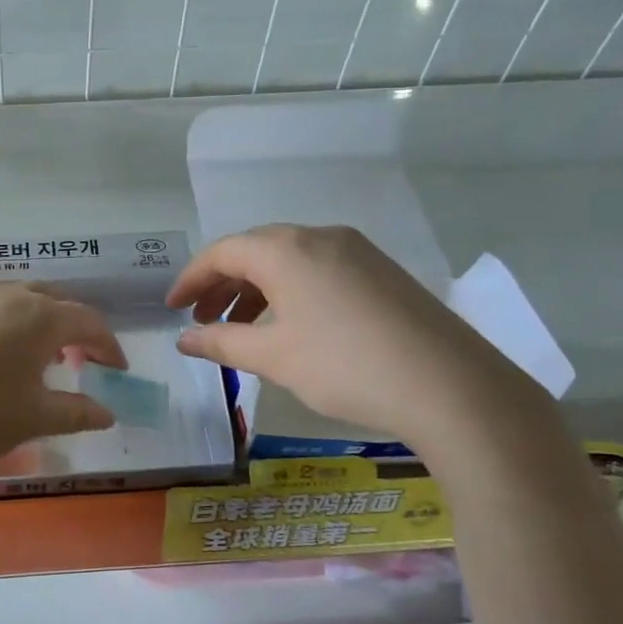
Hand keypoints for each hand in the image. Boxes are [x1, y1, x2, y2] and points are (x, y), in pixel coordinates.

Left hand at [0, 283, 123, 479]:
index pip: (89, 321)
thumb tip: (107, 414)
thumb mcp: (35, 418)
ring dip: (43, 323)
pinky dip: (11, 324)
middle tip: (82, 361)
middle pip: (57, 301)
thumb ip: (78, 412)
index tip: (118, 370)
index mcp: (41, 316)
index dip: (109, 345)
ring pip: (22, 299)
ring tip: (41, 358)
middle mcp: (10, 295)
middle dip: (77, 328)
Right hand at [167, 224, 544, 447]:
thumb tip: (184, 341)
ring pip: (289, 260)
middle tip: (202, 319)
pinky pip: (319, 269)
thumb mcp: (273, 357)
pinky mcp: (381, 272)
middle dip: (222, 283)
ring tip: (241, 327)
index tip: (172, 309)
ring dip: (256, 289)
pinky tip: (290, 326)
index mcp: (286, 249)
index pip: (223, 252)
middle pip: (255, 250)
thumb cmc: (344, 366)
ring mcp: (357, 251)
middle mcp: (320, 237)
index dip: (191, 279)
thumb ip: (222, 343)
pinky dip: (290, 291)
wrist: (449, 386)